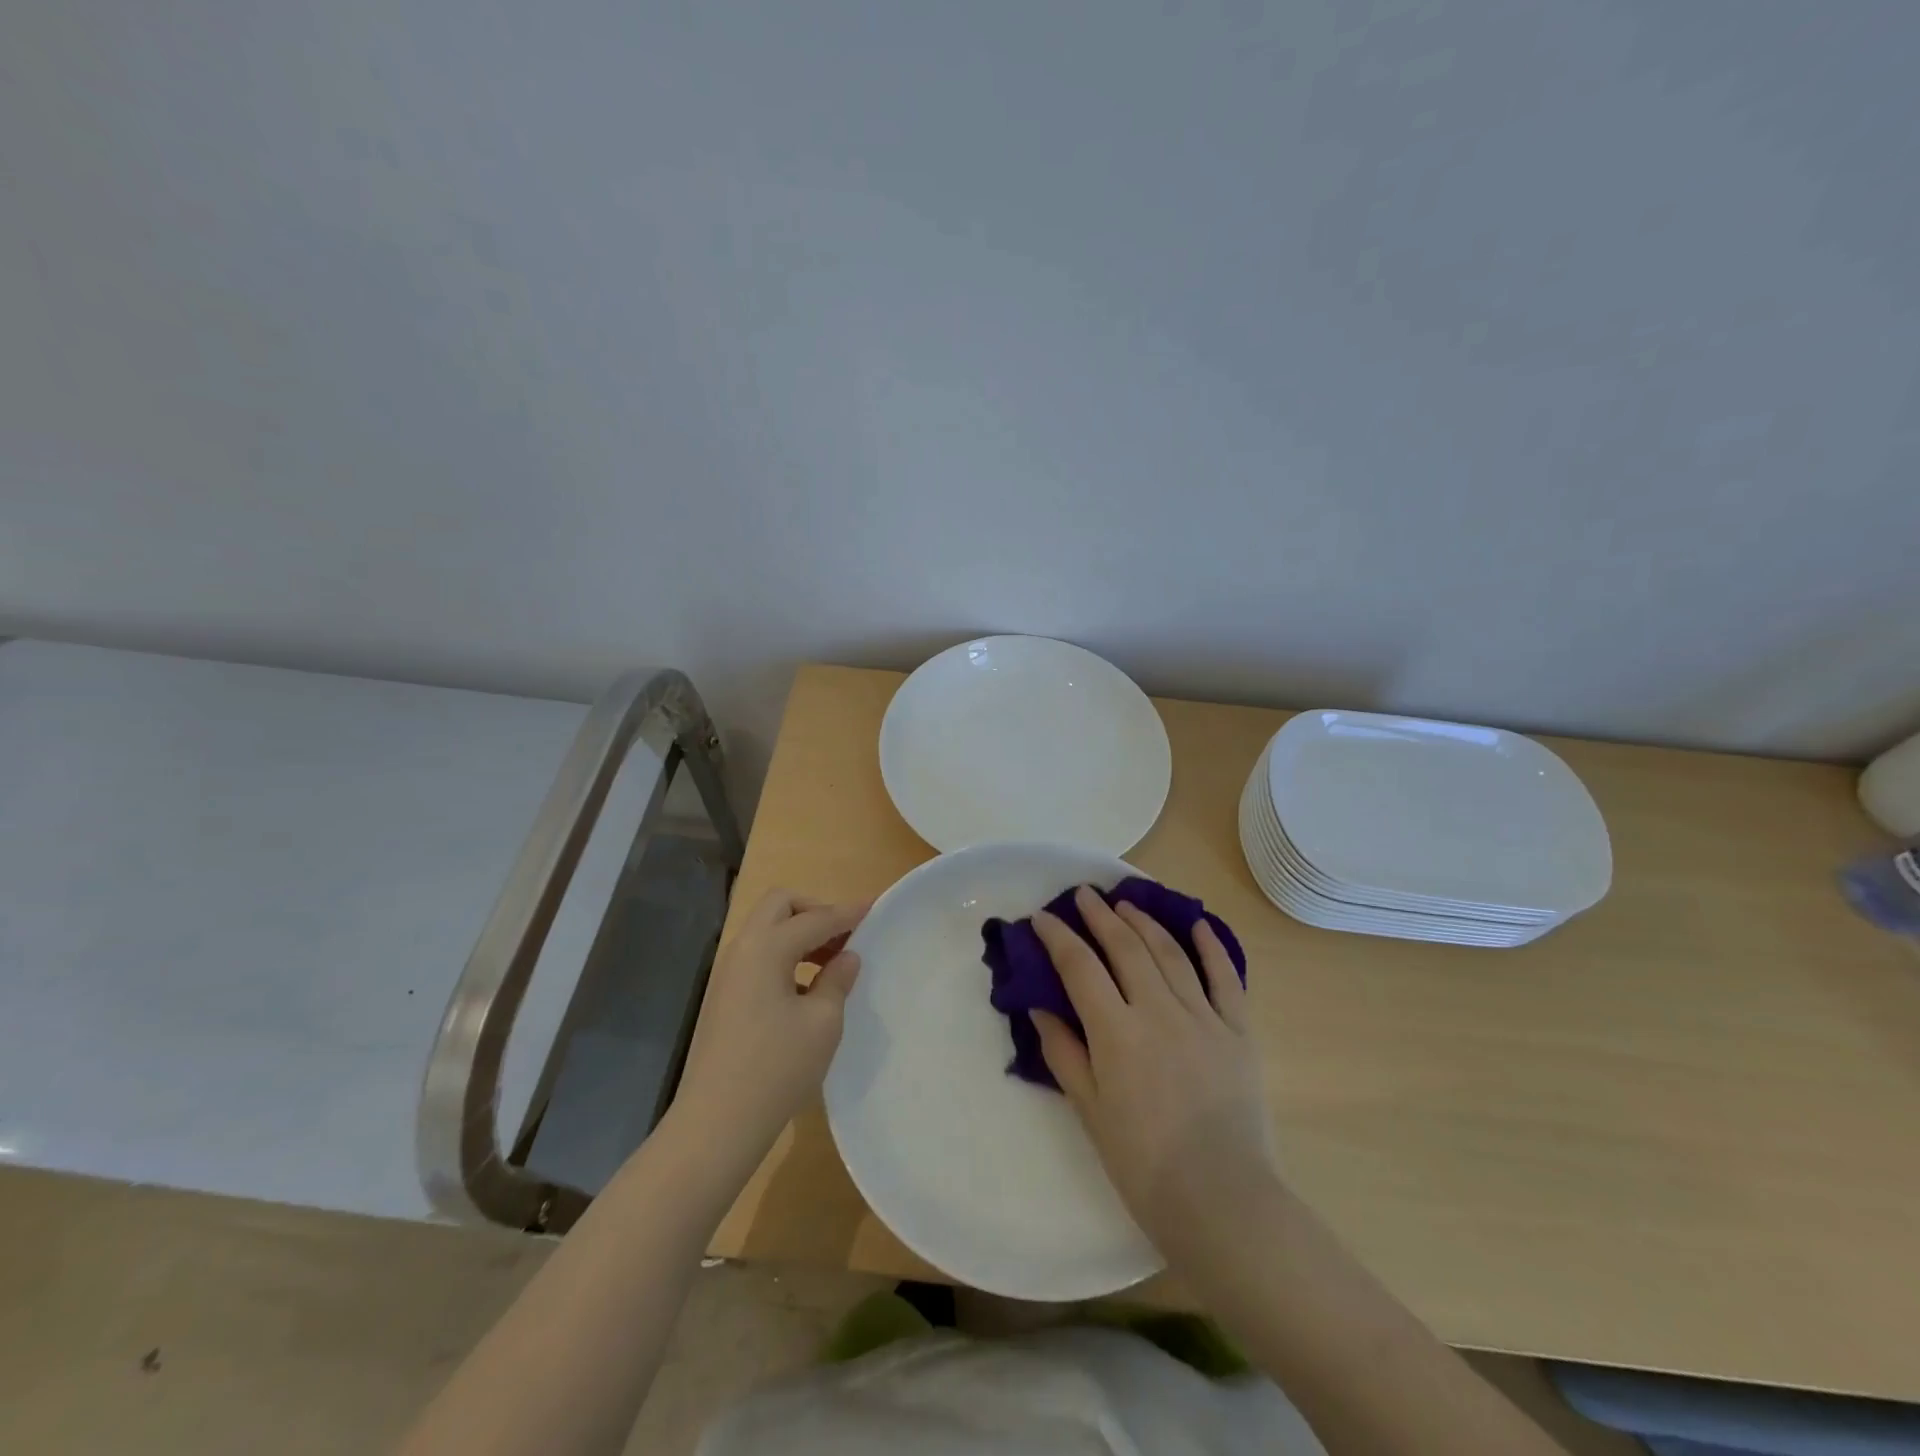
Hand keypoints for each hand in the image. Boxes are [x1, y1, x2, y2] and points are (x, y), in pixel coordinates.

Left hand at [672, 890, 865, 1163]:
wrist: (716, 1124)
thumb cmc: (777, 1068)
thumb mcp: (822, 1022)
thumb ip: (837, 980)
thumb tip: (846, 957)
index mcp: (766, 947)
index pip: (815, 918)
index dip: (848, 913)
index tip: (874, 906)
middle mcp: (742, 950)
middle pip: (780, 906)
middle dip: (814, 911)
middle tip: (845, 936)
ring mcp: (728, 974)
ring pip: (767, 931)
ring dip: (799, 934)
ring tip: (832, 963)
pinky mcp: (724, 998)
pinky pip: (759, 957)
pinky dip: (785, 956)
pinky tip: (806, 989)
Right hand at [1031, 887, 1278, 1263]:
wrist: (1223, 1201)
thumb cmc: (1143, 1164)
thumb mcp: (1089, 1111)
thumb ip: (1064, 1052)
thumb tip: (1041, 1006)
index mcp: (1116, 1032)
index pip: (1080, 967)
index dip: (1057, 936)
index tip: (1042, 917)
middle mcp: (1158, 1010)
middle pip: (1125, 947)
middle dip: (1100, 916)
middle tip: (1084, 895)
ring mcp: (1203, 1017)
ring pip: (1170, 952)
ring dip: (1145, 922)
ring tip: (1126, 904)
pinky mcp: (1238, 1031)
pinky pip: (1224, 977)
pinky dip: (1210, 946)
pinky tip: (1196, 924)